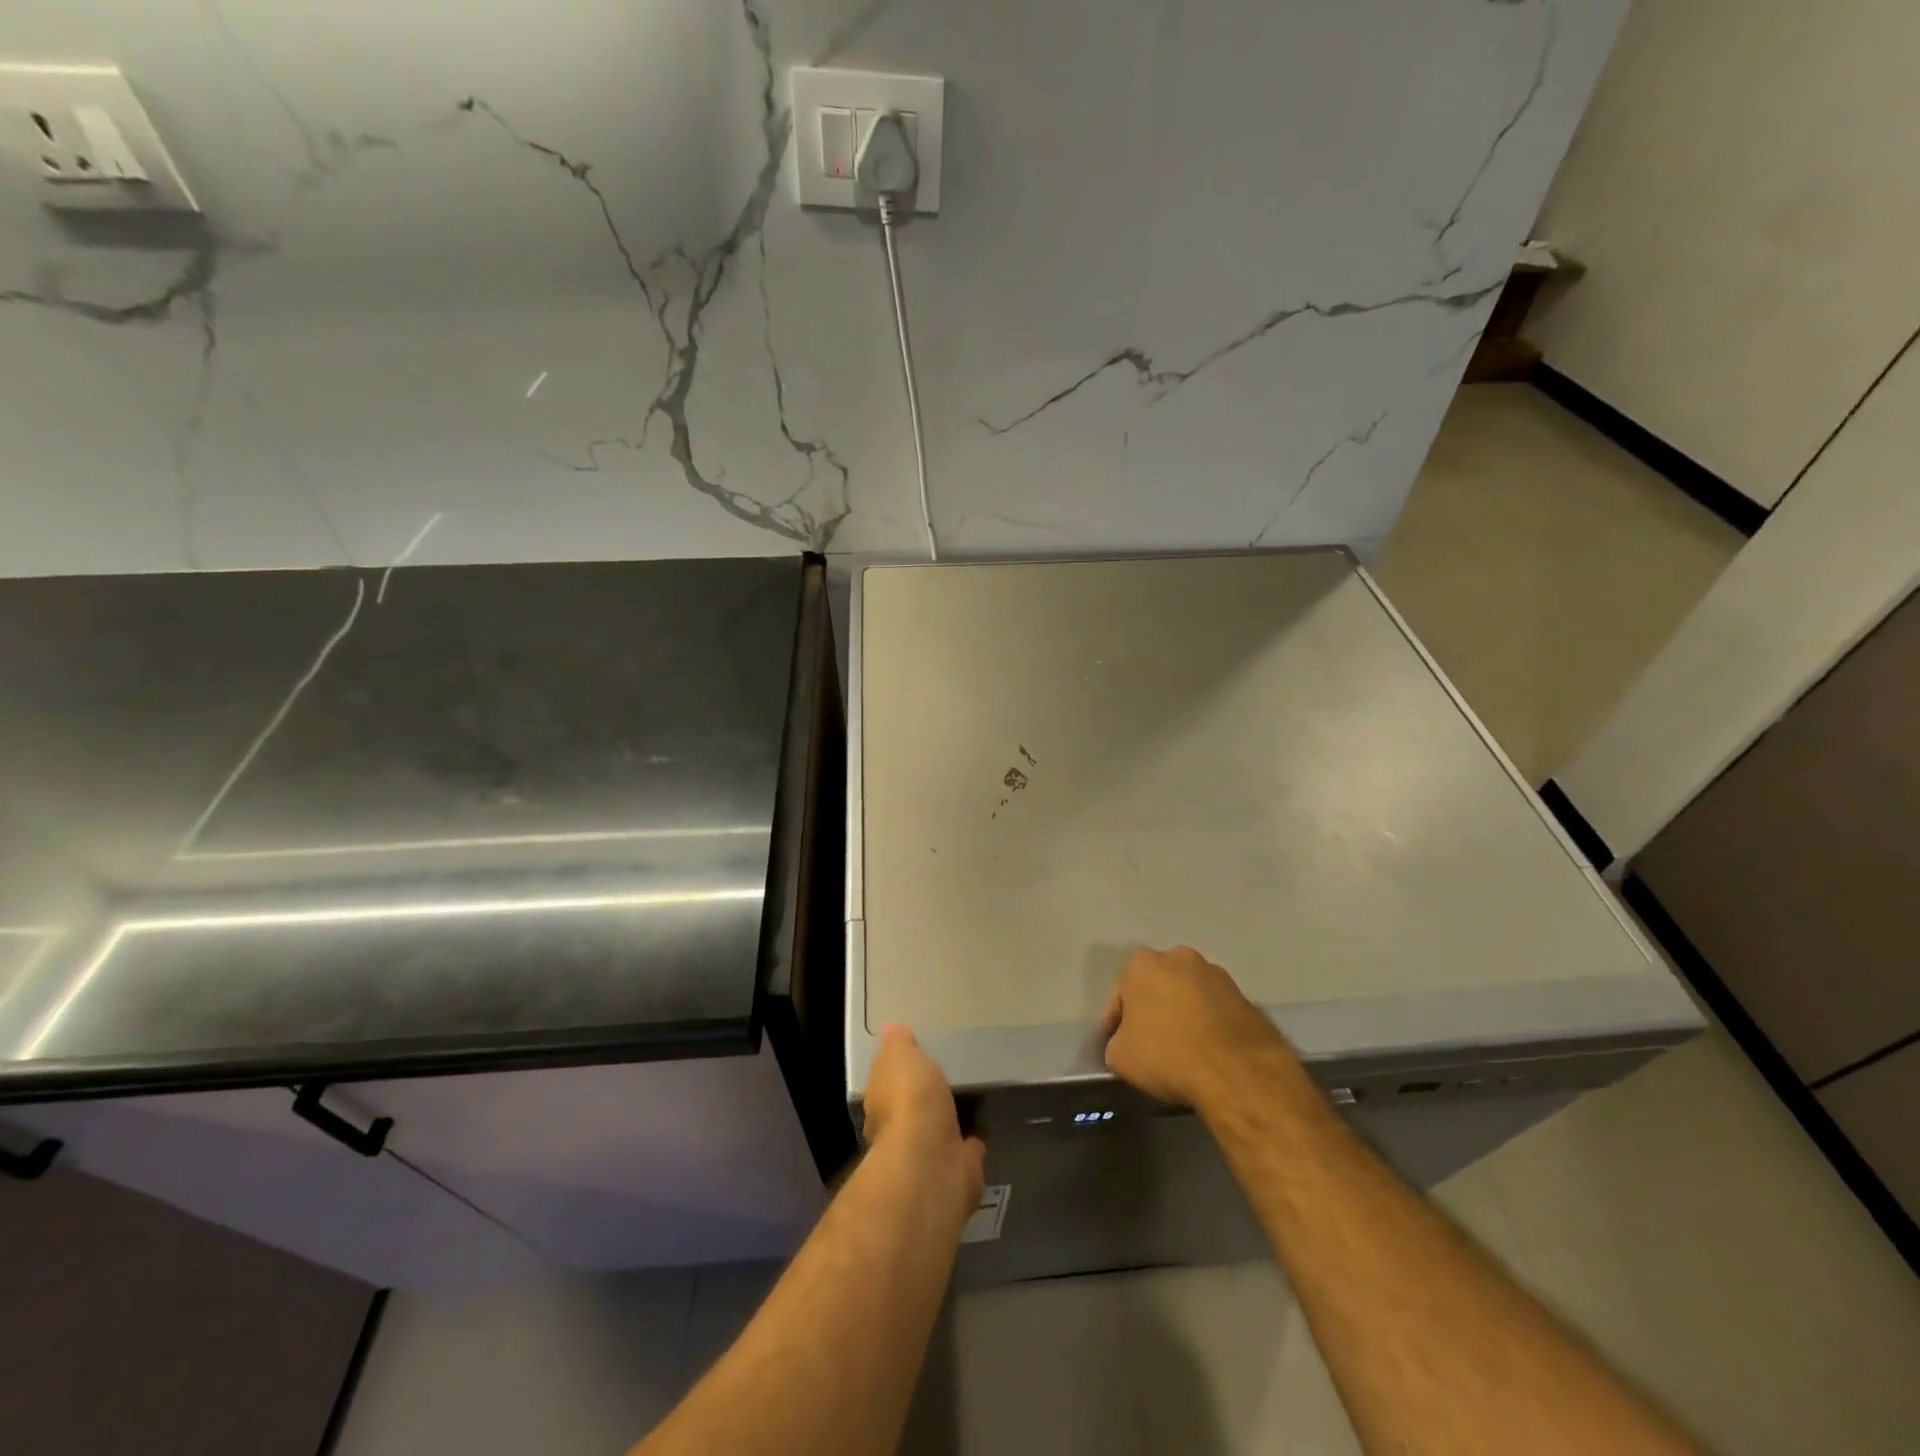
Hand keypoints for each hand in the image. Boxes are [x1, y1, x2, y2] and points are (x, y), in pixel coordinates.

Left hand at [864, 1024, 985, 1219]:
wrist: (933, 1160)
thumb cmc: (909, 1100)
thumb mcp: (899, 1056)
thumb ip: (898, 1044)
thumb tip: (892, 1030)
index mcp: (881, 1104)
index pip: (886, 1086)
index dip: (898, 1074)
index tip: (914, 1062)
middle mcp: (898, 1133)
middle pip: (911, 1111)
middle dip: (923, 1100)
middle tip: (944, 1081)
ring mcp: (928, 1154)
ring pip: (938, 1130)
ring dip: (949, 1119)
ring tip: (969, 1098)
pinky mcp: (957, 1169)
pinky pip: (965, 1149)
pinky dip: (972, 1140)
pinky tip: (983, 1126)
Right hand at [1101, 945, 1296, 1107]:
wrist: (1236, 1071)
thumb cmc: (1167, 1054)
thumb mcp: (1120, 1057)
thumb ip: (1117, 1042)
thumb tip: (1127, 1043)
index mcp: (1143, 963)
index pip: (1121, 993)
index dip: (1116, 1020)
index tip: (1118, 1041)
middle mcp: (1180, 957)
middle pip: (1157, 985)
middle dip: (1153, 1008)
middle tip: (1150, 1040)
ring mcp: (1216, 974)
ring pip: (1189, 994)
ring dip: (1183, 1013)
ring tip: (1183, 1048)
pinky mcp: (1244, 996)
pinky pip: (1216, 1010)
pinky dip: (1209, 1024)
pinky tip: (1208, 1051)